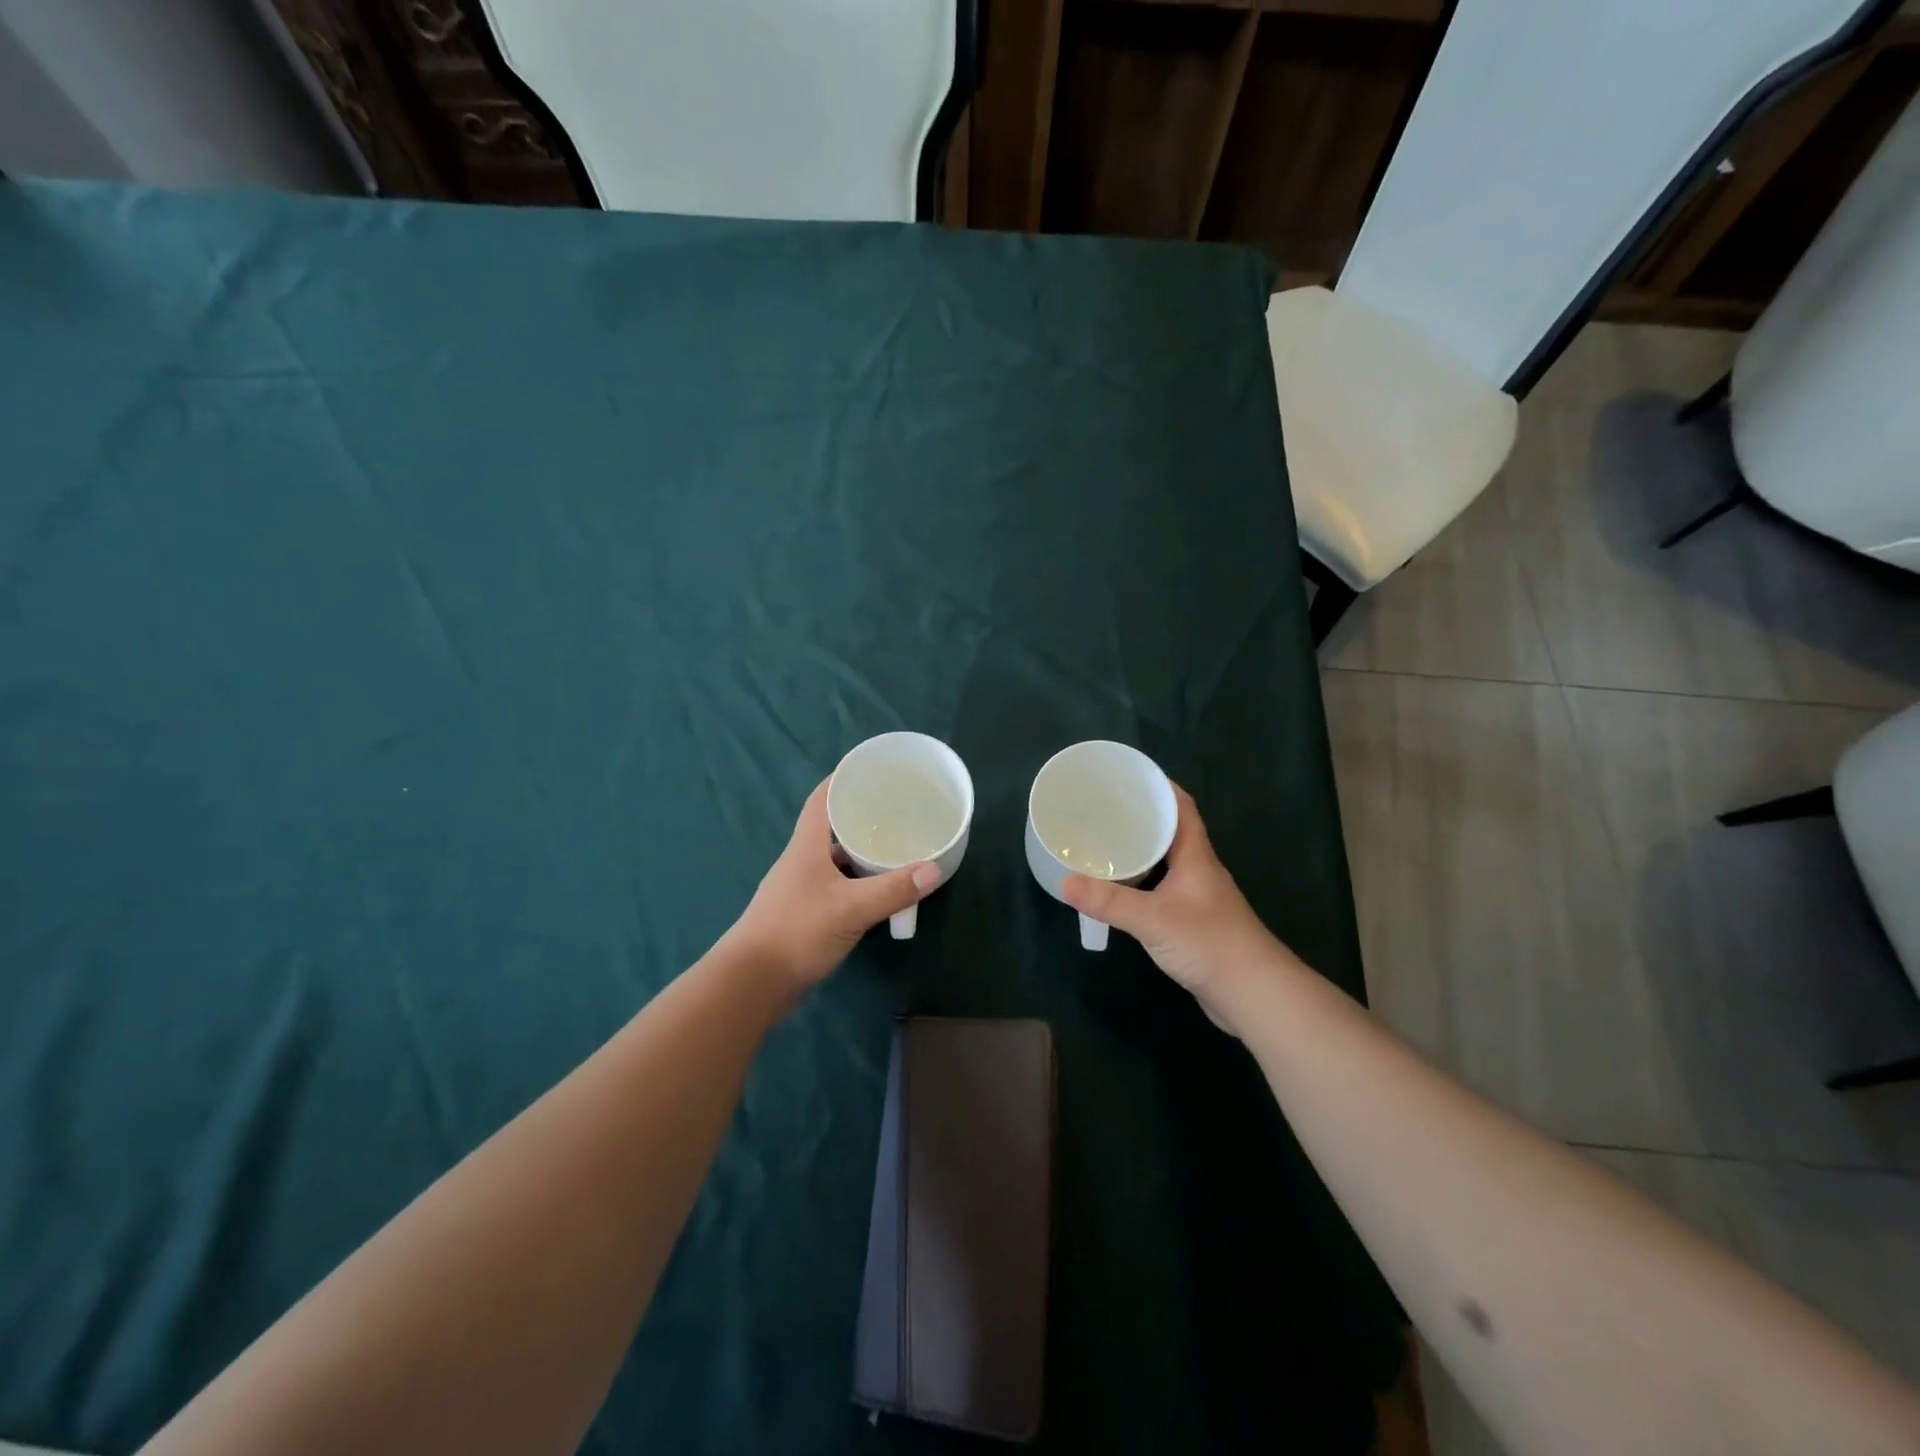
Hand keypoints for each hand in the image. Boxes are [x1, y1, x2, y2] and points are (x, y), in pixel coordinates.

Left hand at [723, 779, 939, 998]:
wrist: (752, 983)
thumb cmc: (797, 931)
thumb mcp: (851, 908)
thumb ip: (893, 889)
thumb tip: (934, 869)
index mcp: (806, 846)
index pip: (821, 799)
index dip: (842, 780)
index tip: (870, 769)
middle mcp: (801, 861)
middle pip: (831, 828)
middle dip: (861, 816)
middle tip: (897, 811)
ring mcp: (801, 889)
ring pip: (835, 860)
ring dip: (860, 853)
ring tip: (895, 847)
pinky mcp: (804, 914)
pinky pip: (836, 887)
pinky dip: (857, 883)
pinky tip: (878, 891)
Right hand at [1061, 785, 1290, 1036]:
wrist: (1253, 994)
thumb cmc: (1210, 943)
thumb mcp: (1154, 919)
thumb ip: (1110, 902)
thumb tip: (1065, 882)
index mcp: (1196, 856)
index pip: (1181, 807)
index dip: (1159, 787)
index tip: (1128, 776)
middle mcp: (1198, 869)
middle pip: (1170, 832)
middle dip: (1140, 818)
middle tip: (1103, 810)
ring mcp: (1197, 897)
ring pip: (1166, 862)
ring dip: (1140, 851)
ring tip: (1104, 843)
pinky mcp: (1193, 922)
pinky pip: (1162, 889)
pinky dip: (1141, 882)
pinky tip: (1120, 890)